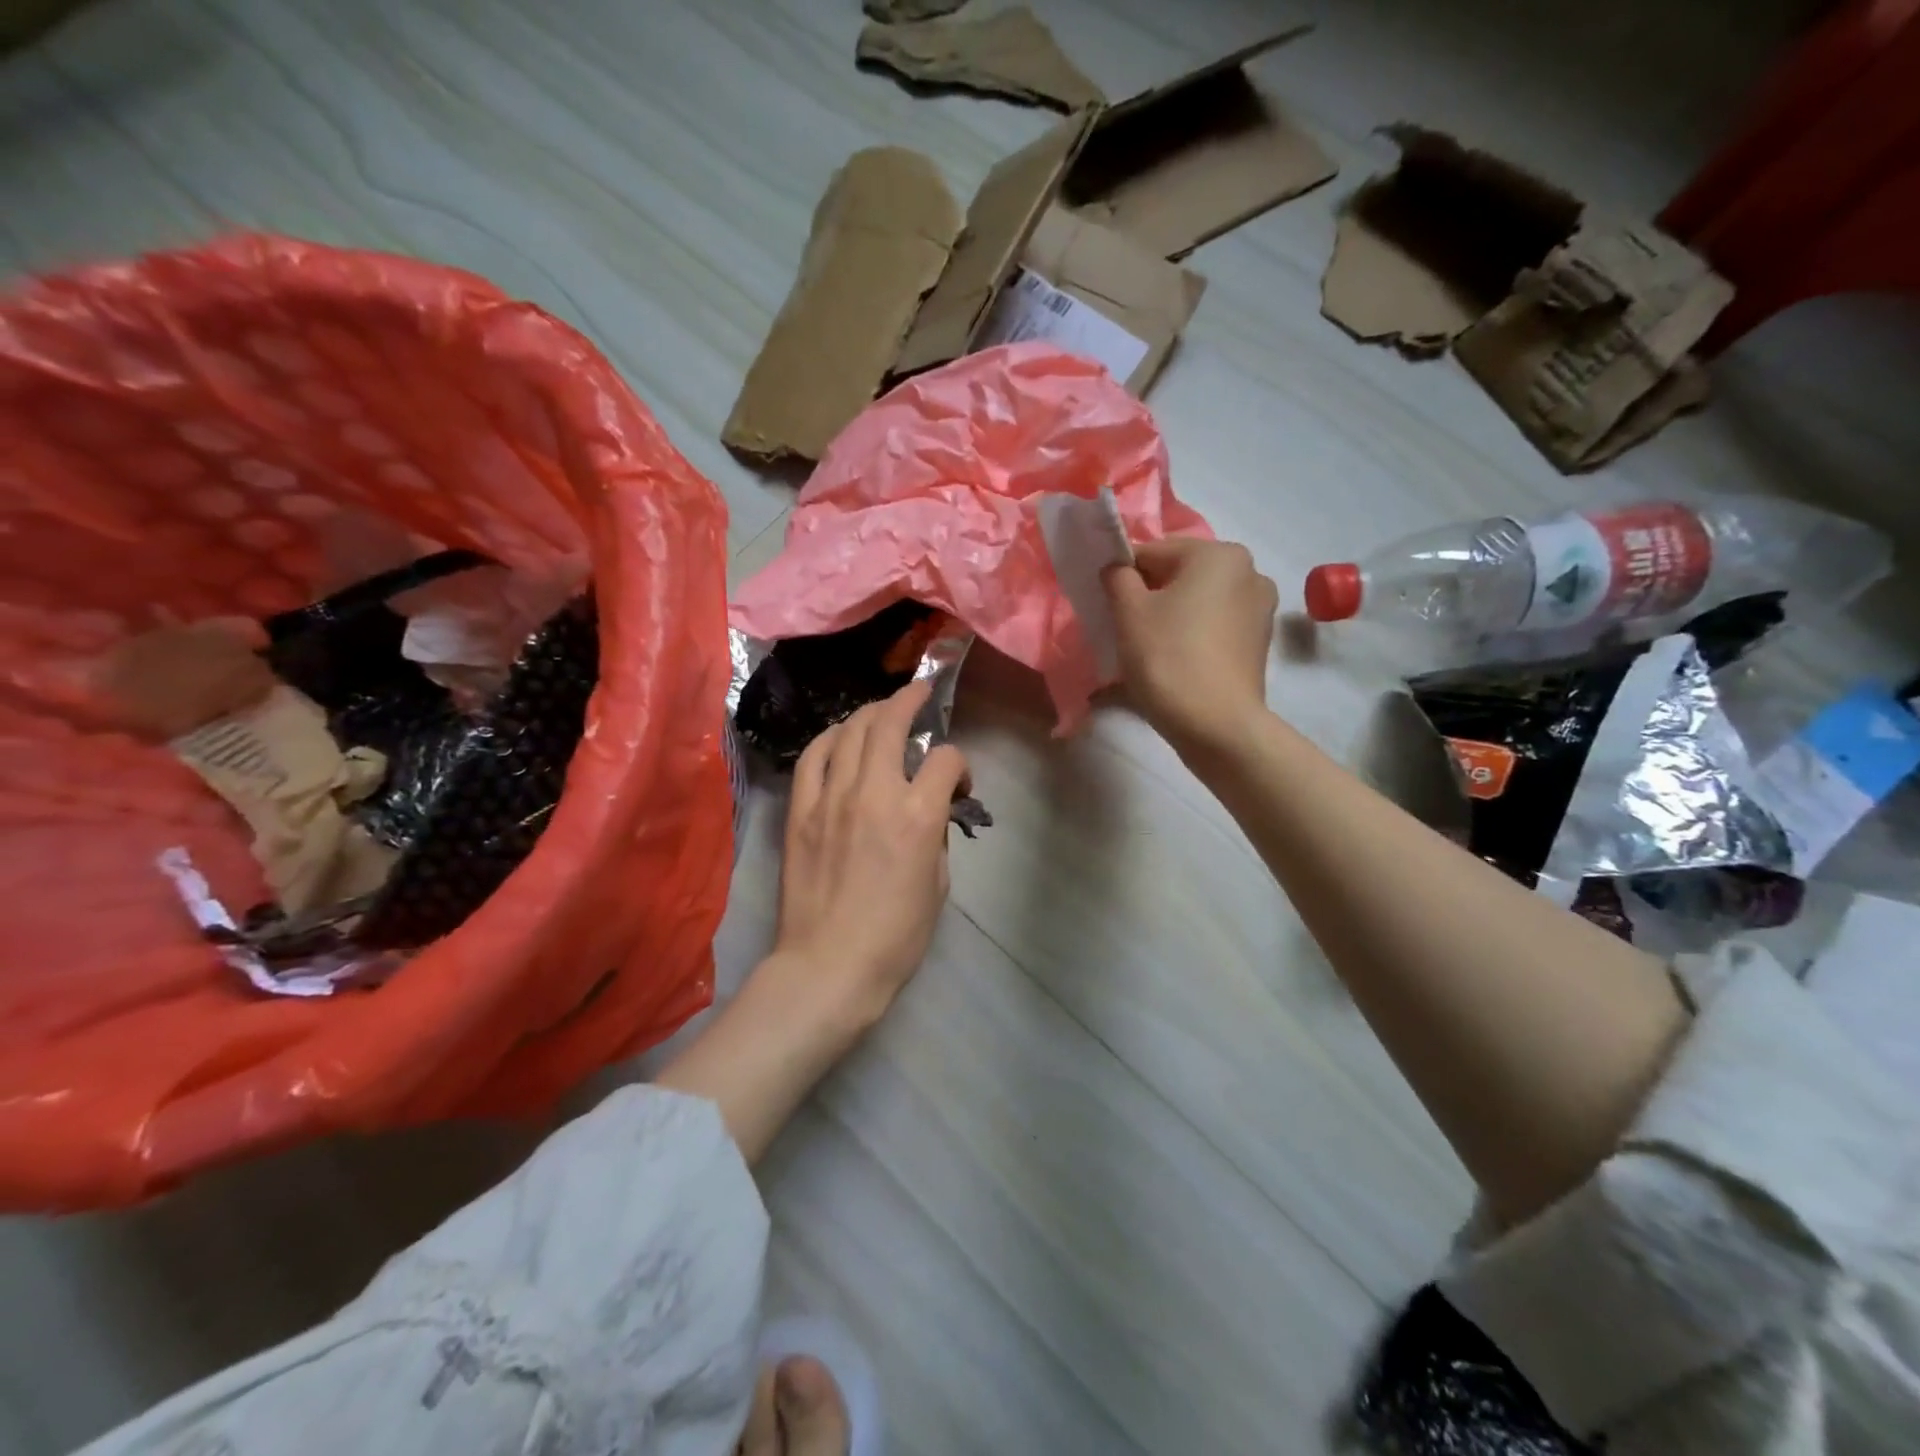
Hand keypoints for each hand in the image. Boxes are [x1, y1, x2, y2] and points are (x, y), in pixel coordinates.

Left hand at [773, 679, 968, 1025]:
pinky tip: (839, 738)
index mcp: (917, 816)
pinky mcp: (800, 811)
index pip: (945, 760)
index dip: (959, 764)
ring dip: (870, 713)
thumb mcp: (937, 886)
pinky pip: (813, 757)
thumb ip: (935, 836)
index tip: (957, 784)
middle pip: (890, 723)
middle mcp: (874, 793)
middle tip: (918, 693)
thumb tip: (929, 811)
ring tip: (881, 712)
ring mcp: (831, 798)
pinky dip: (829, 739)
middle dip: (909, 700)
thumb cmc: (895, 937)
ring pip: (849, 731)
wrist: (829, 966)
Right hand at [1103, 537, 1278, 754]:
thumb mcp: (1128, 612)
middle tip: (1125, 630)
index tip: (1107, 606)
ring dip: (1170, 616)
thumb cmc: (1168, 659)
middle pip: (1179, 575)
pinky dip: (1191, 635)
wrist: (1216, 726)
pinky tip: (1174, 662)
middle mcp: (1248, 571)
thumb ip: (1117, 577)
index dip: (1123, 576)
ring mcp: (1259, 609)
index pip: (1153, 552)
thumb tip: (1119, 569)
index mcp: (1218, 554)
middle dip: (1149, 596)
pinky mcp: (1258, 642)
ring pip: (1197, 602)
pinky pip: (1213, 626)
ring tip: (1148, 650)